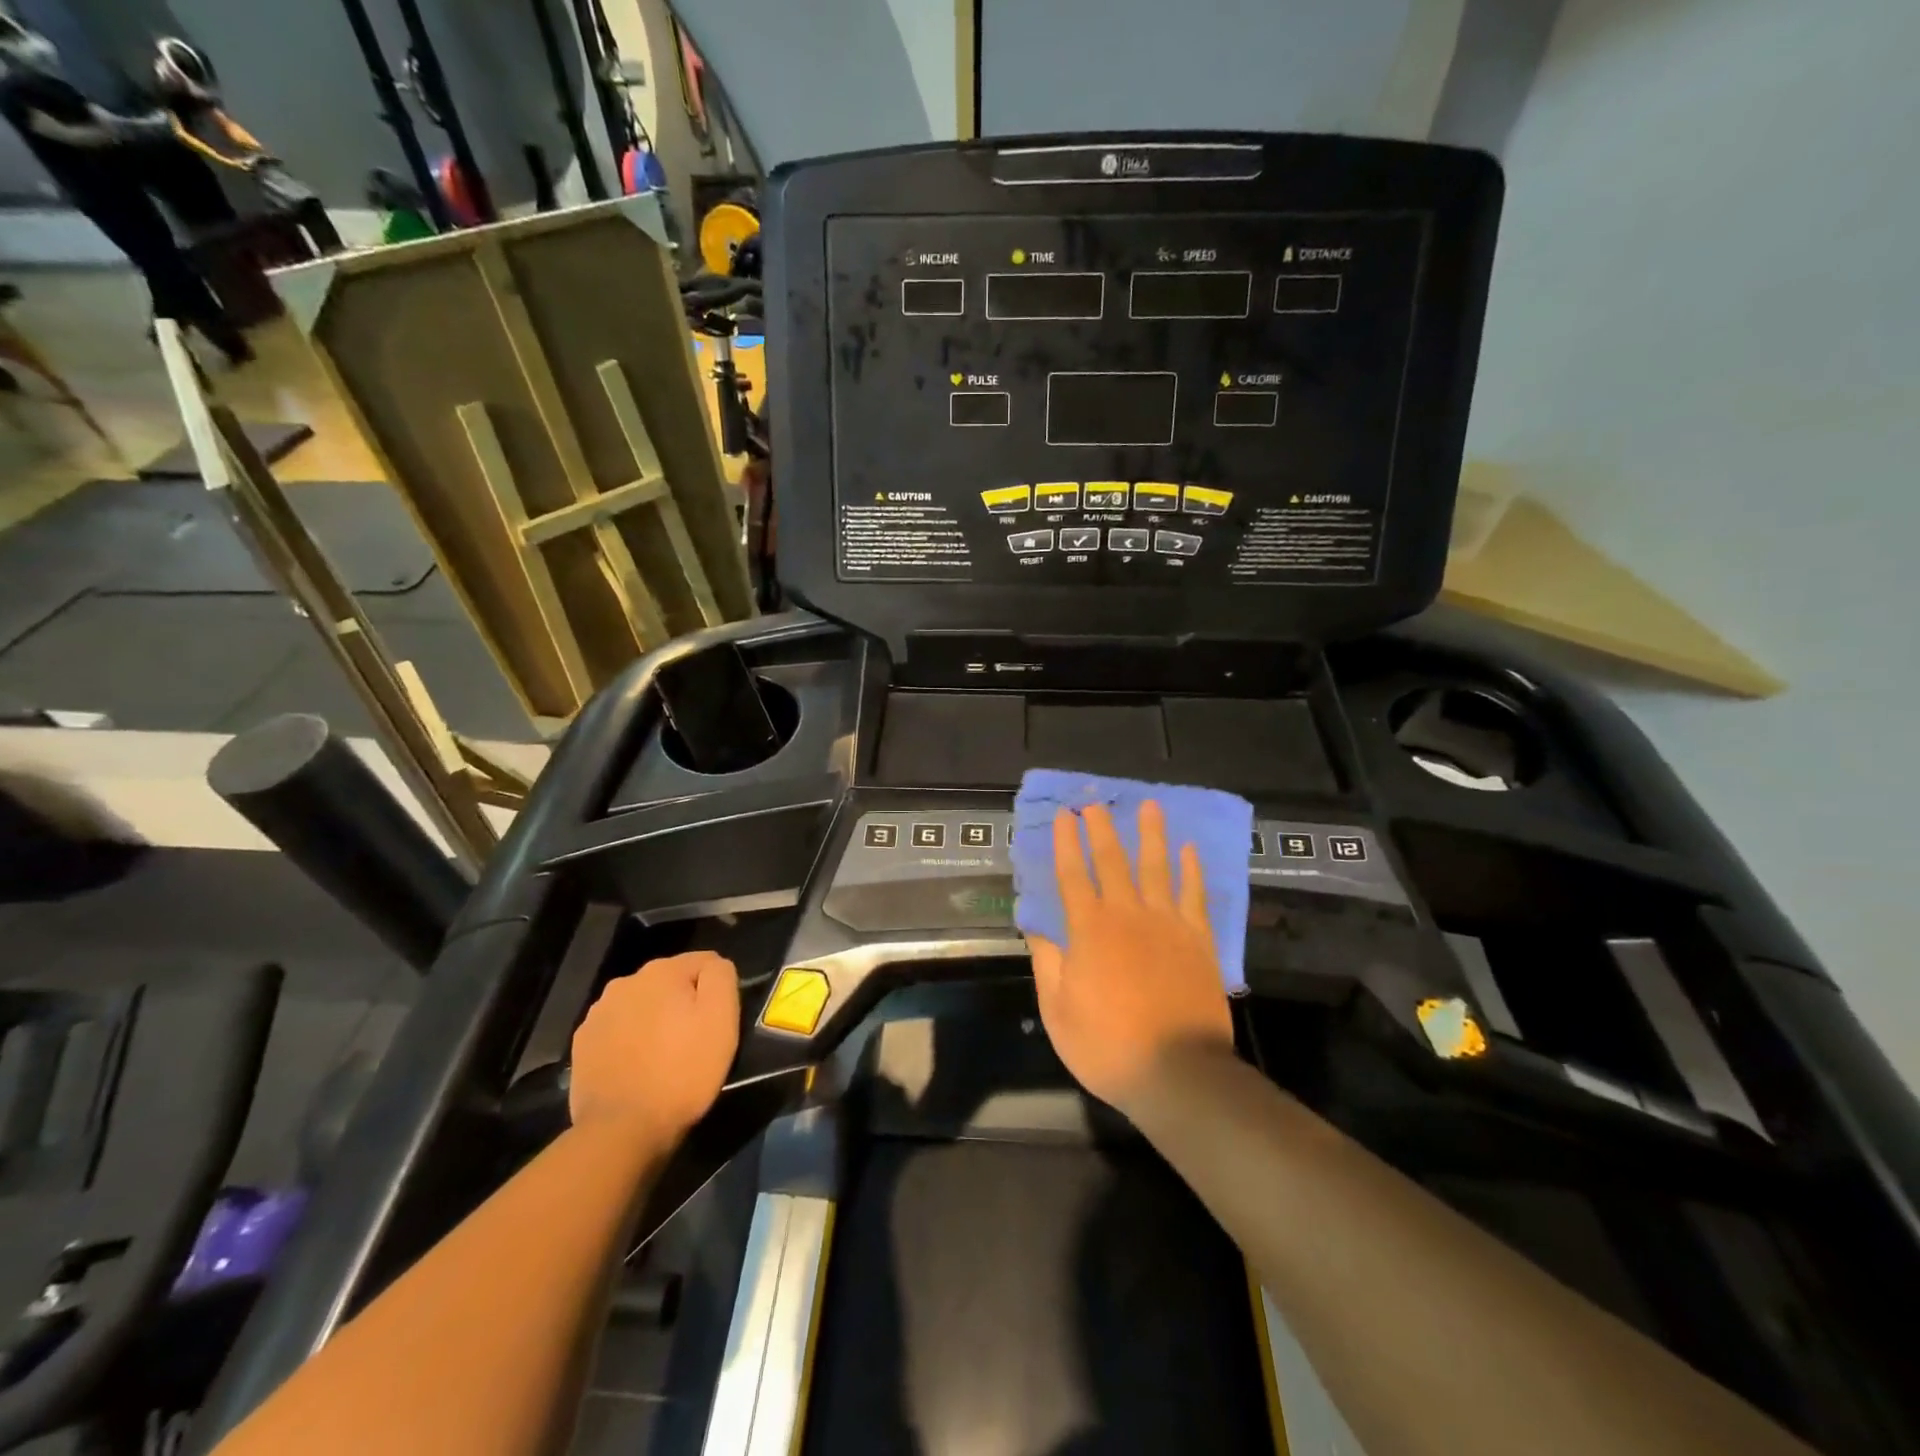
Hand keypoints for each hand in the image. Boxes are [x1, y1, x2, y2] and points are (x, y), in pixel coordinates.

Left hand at [569, 951, 739, 1140]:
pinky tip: (637, 1067)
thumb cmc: (682, 1072)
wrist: (622, 1130)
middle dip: (682, 1002)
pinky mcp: (582, 1044)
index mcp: (662, 971)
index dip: (716, 990)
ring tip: (663, 1056)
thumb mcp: (722, 1019)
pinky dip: (630, 1040)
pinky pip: (618, 1030)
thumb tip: (714, 965)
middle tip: (692, 1040)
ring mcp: (598, 1014)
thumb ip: (721, 976)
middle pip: (669, 982)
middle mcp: (625, 982)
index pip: (704, 962)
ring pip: (641, 1005)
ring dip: (654, 1020)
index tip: (717, 1022)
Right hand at [1027, 801, 1233, 1115]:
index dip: (1065, 844)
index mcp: (1089, 930)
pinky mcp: (1198, 939)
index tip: (1062, 816)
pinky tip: (1190, 849)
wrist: (1178, 1072)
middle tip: (1094, 802)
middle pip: (1112, 861)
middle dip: (1100, 829)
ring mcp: (1167, 923)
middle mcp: (1127, 915)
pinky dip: (1192, 870)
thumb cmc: (1108, 1046)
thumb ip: (1048, 964)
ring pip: (1157, 867)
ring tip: (1149, 805)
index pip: (1072, 876)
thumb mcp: (1059, 1011)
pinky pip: (1194, 894)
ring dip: (1151, 834)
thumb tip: (1037, 929)